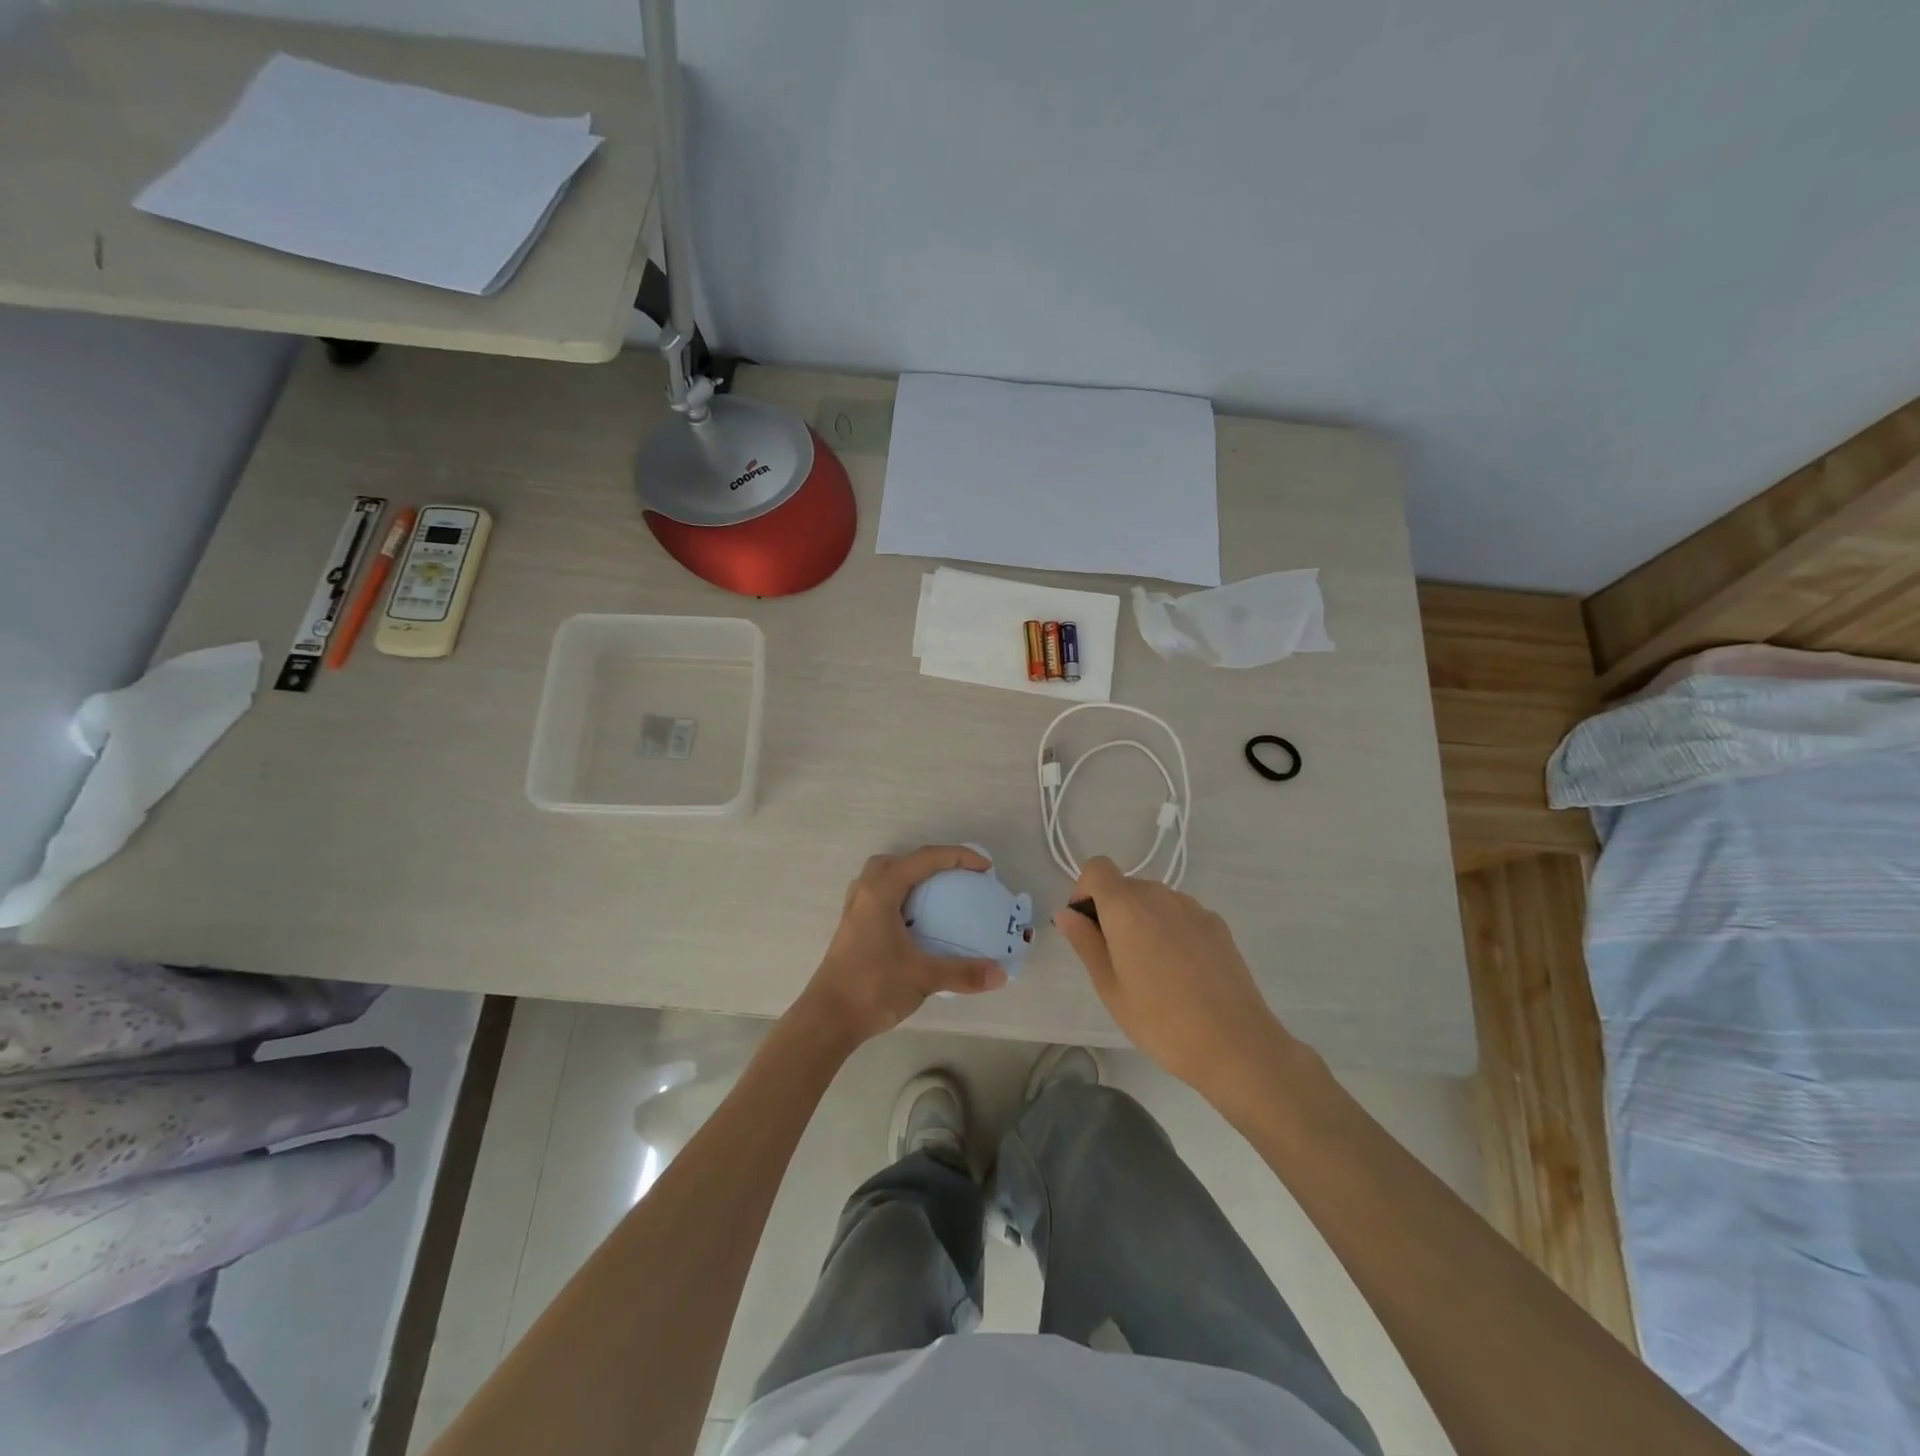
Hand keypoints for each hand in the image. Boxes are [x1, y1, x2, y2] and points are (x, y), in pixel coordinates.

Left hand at [795, 846, 1007, 1046]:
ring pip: (883, 876)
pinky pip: (878, 896)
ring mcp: (855, 910)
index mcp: (881, 892)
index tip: (985, 868)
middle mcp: (865, 892)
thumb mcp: (923, 977)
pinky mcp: (852, 928)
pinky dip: (900, 896)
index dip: (958, 857)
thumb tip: (1001, 973)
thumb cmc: (872, 987)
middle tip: (956, 877)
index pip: (924, 859)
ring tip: (936, 895)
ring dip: (910, 877)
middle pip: (899, 860)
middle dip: (930, 862)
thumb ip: (963, 972)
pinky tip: (914, 921)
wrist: (827, 1019)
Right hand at [1054, 857, 1296, 1105]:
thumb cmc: (1160, 1020)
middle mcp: (1160, 895)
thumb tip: (1065, 913)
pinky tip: (1180, 973)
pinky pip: (1180, 914)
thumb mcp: (1110, 987)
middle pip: (1125, 885)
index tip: (1086, 927)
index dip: (1084, 890)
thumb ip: (1085, 943)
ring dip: (1142, 920)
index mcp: (1127, 907)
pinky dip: (1170, 930)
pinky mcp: (1217, 925)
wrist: (1235, 1044)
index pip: (1097, 868)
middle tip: (1114, 960)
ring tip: (1151, 970)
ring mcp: (1193, 908)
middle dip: (1112, 911)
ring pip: (1154, 900)